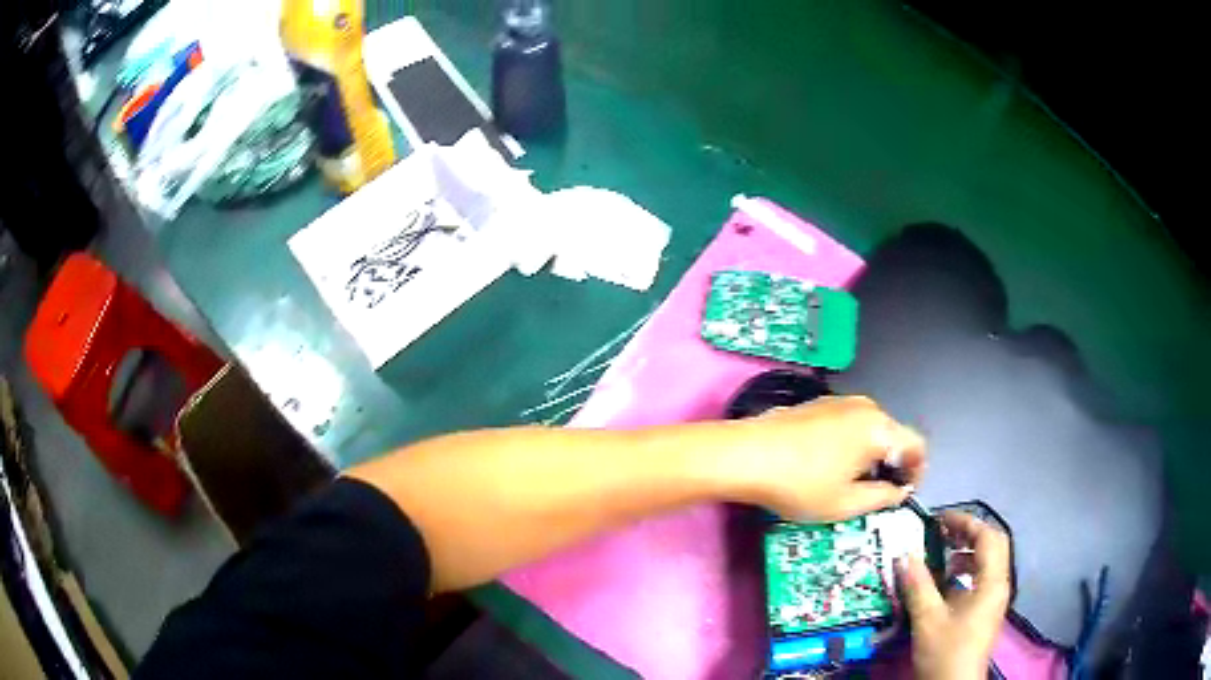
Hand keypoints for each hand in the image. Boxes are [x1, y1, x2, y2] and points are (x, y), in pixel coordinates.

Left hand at [715, 395, 925, 520]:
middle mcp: (866, 406)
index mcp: (880, 428)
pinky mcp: (817, 403)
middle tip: (874, 494)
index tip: (903, 493)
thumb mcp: (846, 503)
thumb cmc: (801, 484)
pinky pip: (847, 423)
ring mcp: (839, 400)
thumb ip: (882, 497)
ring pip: (870, 429)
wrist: (745, 454)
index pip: (917, 445)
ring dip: (869, 455)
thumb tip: (899, 491)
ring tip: (847, 483)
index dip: (918, 471)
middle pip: (893, 435)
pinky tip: (825, 465)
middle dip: (891, 464)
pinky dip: (849, 444)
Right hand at [899, 512, 1010, 679]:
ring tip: (942, 554)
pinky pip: (981, 580)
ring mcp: (994, 599)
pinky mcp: (986, 612)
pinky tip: (945, 583)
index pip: (987, 537)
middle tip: (942, 531)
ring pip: (987, 563)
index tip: (940, 519)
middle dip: (968, 534)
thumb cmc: (946, 651)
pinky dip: (966, 572)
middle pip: (992, 546)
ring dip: (967, 553)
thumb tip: (904, 555)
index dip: (966, 522)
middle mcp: (999, 585)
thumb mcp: (928, 619)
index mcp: (992, 581)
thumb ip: (918, 585)